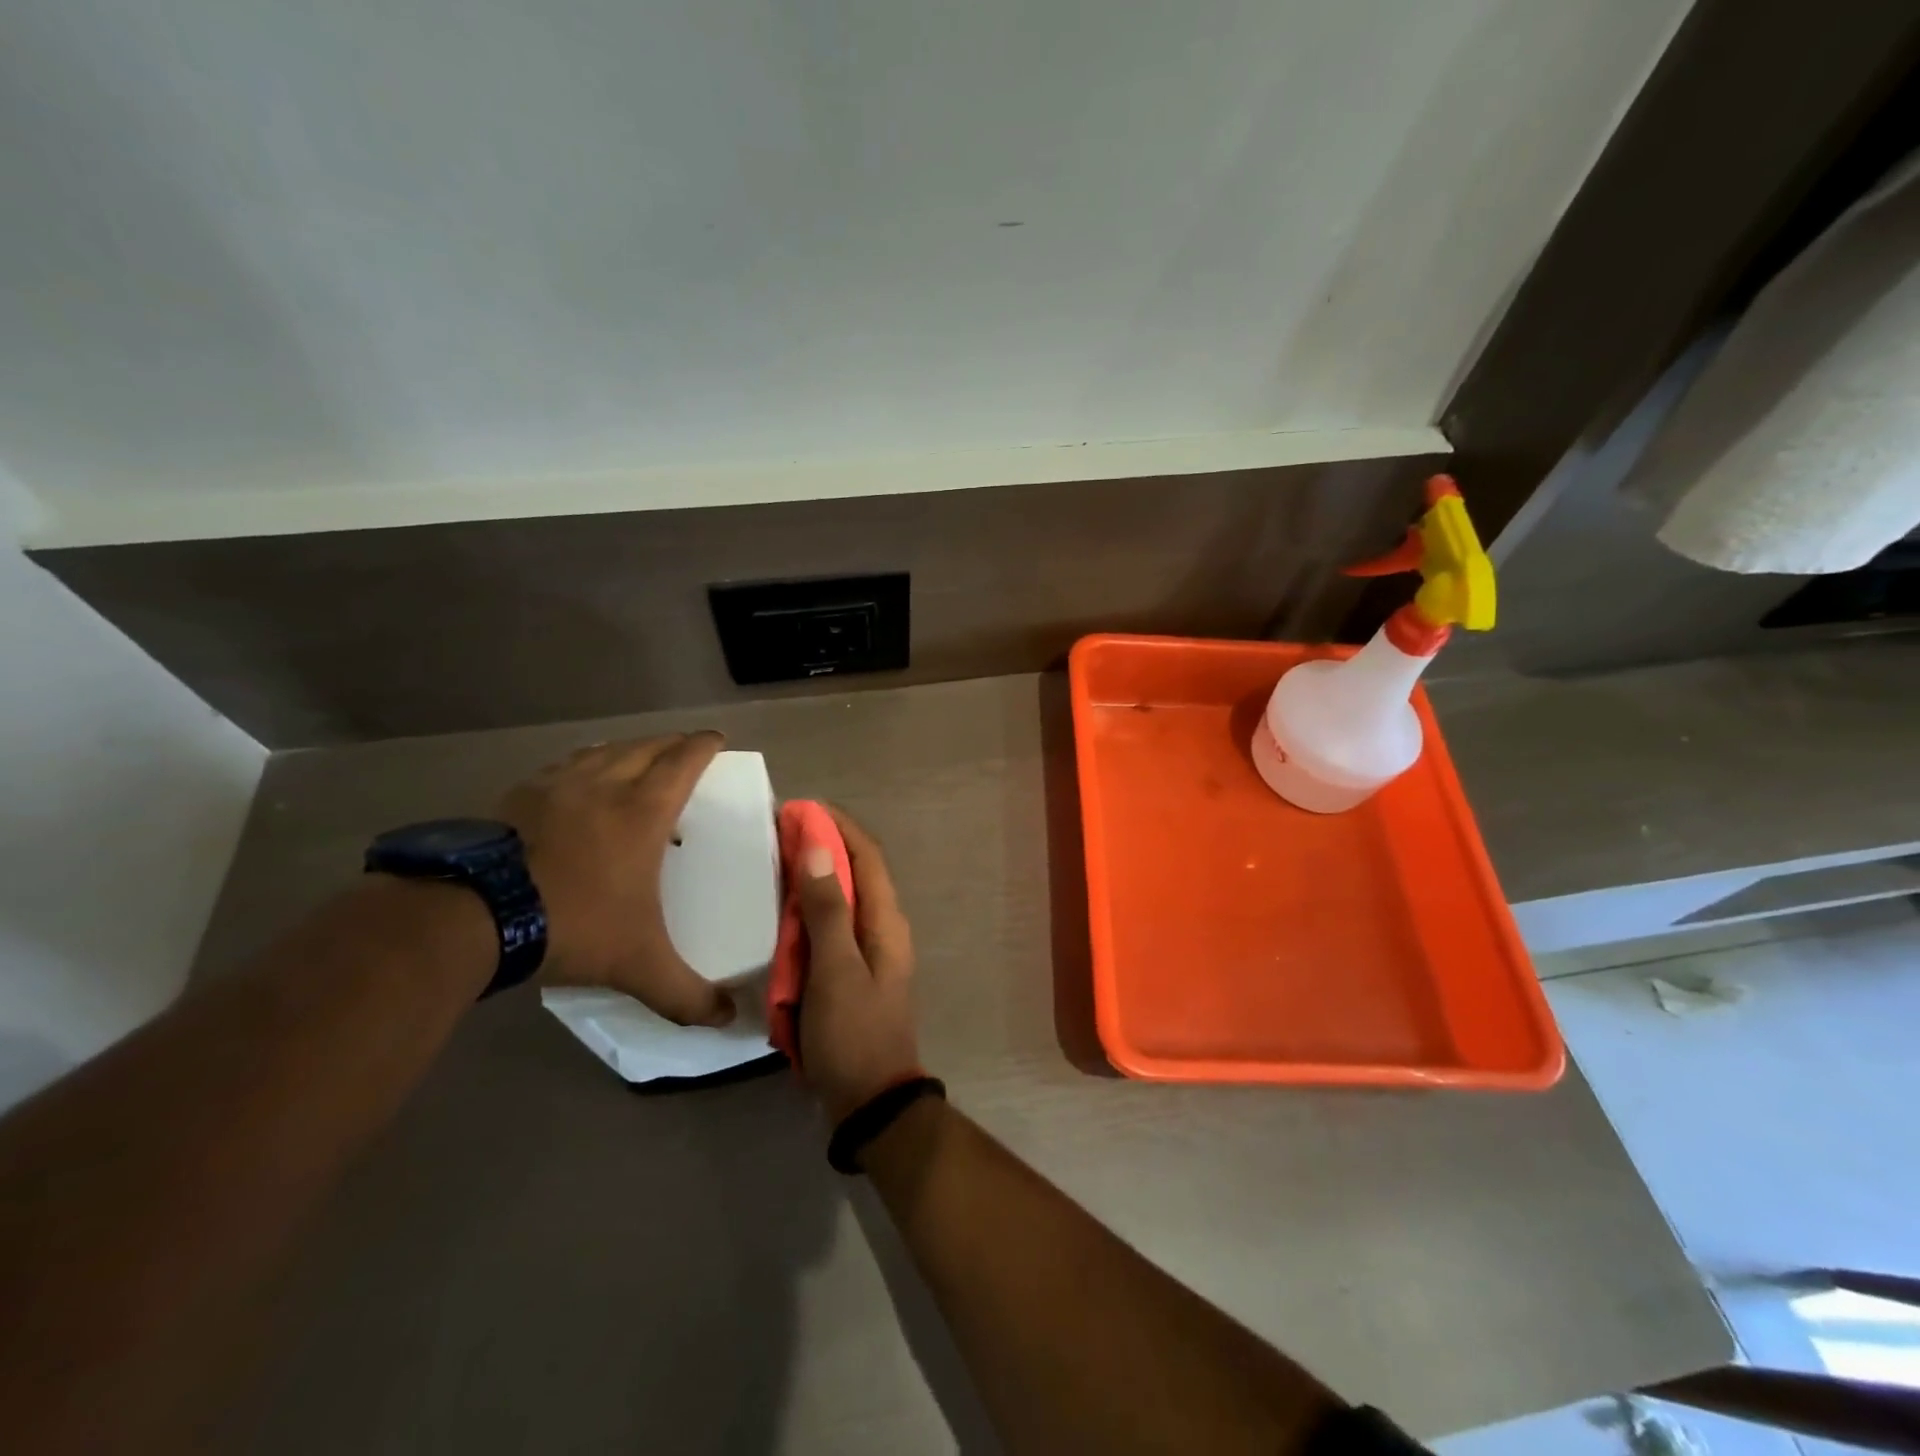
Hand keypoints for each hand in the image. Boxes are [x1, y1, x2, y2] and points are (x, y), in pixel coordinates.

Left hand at [500, 732, 734, 1027]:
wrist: (472, 917)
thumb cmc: (572, 925)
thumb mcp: (638, 964)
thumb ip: (686, 993)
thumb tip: (728, 1019)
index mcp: (642, 811)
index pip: (683, 762)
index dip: (704, 746)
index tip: (717, 739)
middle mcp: (604, 785)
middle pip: (646, 747)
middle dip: (671, 742)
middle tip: (685, 747)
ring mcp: (556, 786)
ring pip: (603, 750)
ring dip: (627, 748)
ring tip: (636, 756)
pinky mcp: (517, 796)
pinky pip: (563, 766)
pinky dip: (583, 762)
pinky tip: (576, 779)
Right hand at [796, 807, 923, 1121]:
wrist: (870, 1102)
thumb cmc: (853, 1034)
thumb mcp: (835, 971)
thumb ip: (827, 910)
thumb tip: (820, 848)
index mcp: (886, 921)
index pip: (867, 855)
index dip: (838, 826)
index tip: (801, 808)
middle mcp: (883, 928)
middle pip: (855, 873)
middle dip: (822, 847)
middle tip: (779, 833)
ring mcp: (869, 952)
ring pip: (842, 900)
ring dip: (813, 879)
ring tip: (775, 864)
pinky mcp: (852, 973)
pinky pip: (830, 930)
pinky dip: (808, 914)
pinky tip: (781, 915)